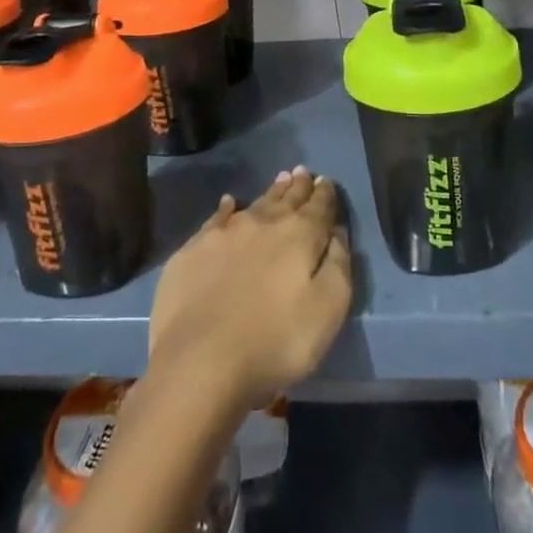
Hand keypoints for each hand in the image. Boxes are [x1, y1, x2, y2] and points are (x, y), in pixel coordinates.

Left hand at [148, 168, 352, 413]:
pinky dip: (227, 208)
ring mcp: (225, 233)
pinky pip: (217, 218)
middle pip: (287, 199)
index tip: (326, 181)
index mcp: (299, 236)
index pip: (318, 207)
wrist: (199, 360)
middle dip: (299, 186)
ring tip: (281, 179)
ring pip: (255, 204)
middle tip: (304, 172)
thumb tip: (338, 233)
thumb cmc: (275, 341)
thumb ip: (339, 266)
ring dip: (271, 192)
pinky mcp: (194, 249)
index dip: (325, 195)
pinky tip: (229, 203)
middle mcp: (263, 223)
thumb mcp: (328, 310)